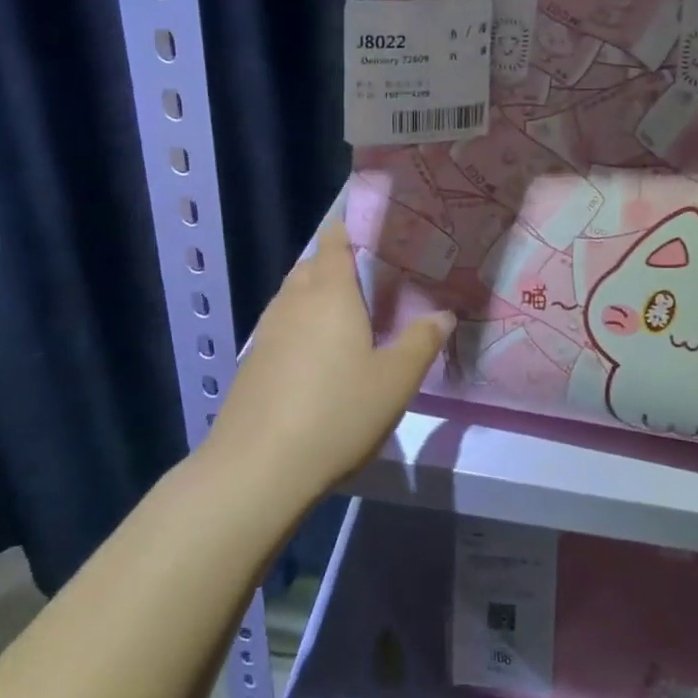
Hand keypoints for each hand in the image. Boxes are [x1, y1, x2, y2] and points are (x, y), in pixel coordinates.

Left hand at [204, 222, 451, 502]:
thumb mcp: (395, 380)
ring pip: (294, 295)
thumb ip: (422, 342)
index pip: (335, 241)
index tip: (376, 232)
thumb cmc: (337, 413)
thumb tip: (444, 313)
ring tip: (348, 314)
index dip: (351, 229)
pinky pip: (282, 325)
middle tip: (372, 278)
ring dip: (317, 295)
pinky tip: (318, 354)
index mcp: (330, 292)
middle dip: (337, 264)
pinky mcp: (253, 362)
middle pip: (312, 265)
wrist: (258, 468)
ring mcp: (267, 331)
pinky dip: (302, 325)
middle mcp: (294, 301)